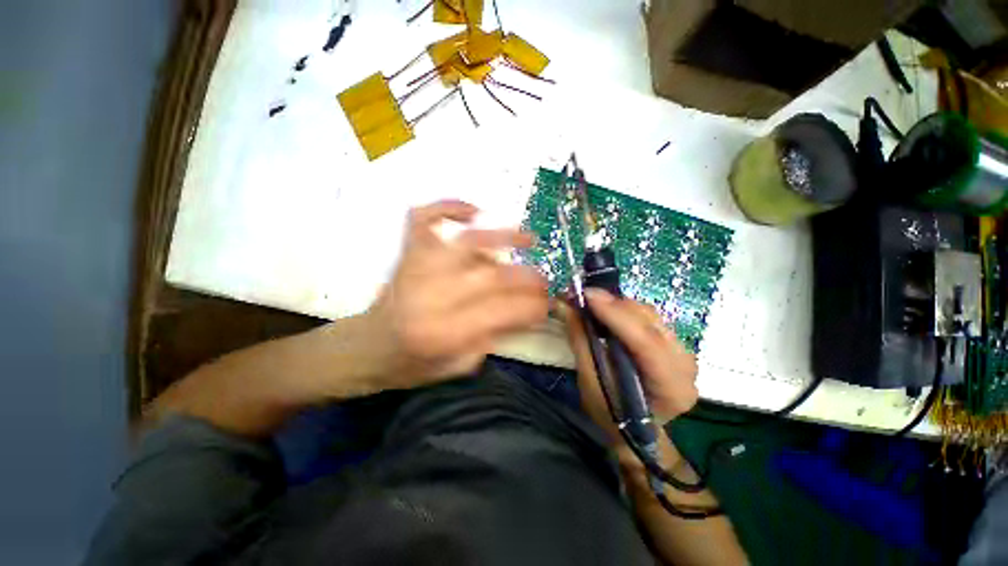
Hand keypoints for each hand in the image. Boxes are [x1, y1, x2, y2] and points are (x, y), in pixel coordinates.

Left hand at [363, 200, 548, 389]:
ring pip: (466, 242)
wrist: (366, 348)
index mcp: (444, 332)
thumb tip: (524, 312)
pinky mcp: (407, 253)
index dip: (532, 305)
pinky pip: (425, 218)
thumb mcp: (458, 365)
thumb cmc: (412, 363)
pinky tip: (473, 211)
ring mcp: (417, 268)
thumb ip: (493, 337)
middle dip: (527, 276)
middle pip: (491, 276)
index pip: (502, 311)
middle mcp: (431, 295)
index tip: (549, 304)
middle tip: (544, 279)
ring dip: (504, 237)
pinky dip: (448, 206)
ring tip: (529, 239)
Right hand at [561, 288, 698, 444]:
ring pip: (651, 315)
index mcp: (670, 387)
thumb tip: (564, 304)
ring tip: (592, 302)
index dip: (615, 314)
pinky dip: (625, 311)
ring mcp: (684, 353)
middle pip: (650, 323)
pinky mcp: (675, 344)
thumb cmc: (611, 416)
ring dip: (618, 305)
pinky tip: (608, 311)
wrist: (637, 431)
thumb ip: (580, 340)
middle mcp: (685, 366)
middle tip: (583, 295)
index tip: (587, 295)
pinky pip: (650, 318)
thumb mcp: (589, 381)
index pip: (645, 342)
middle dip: (613, 305)